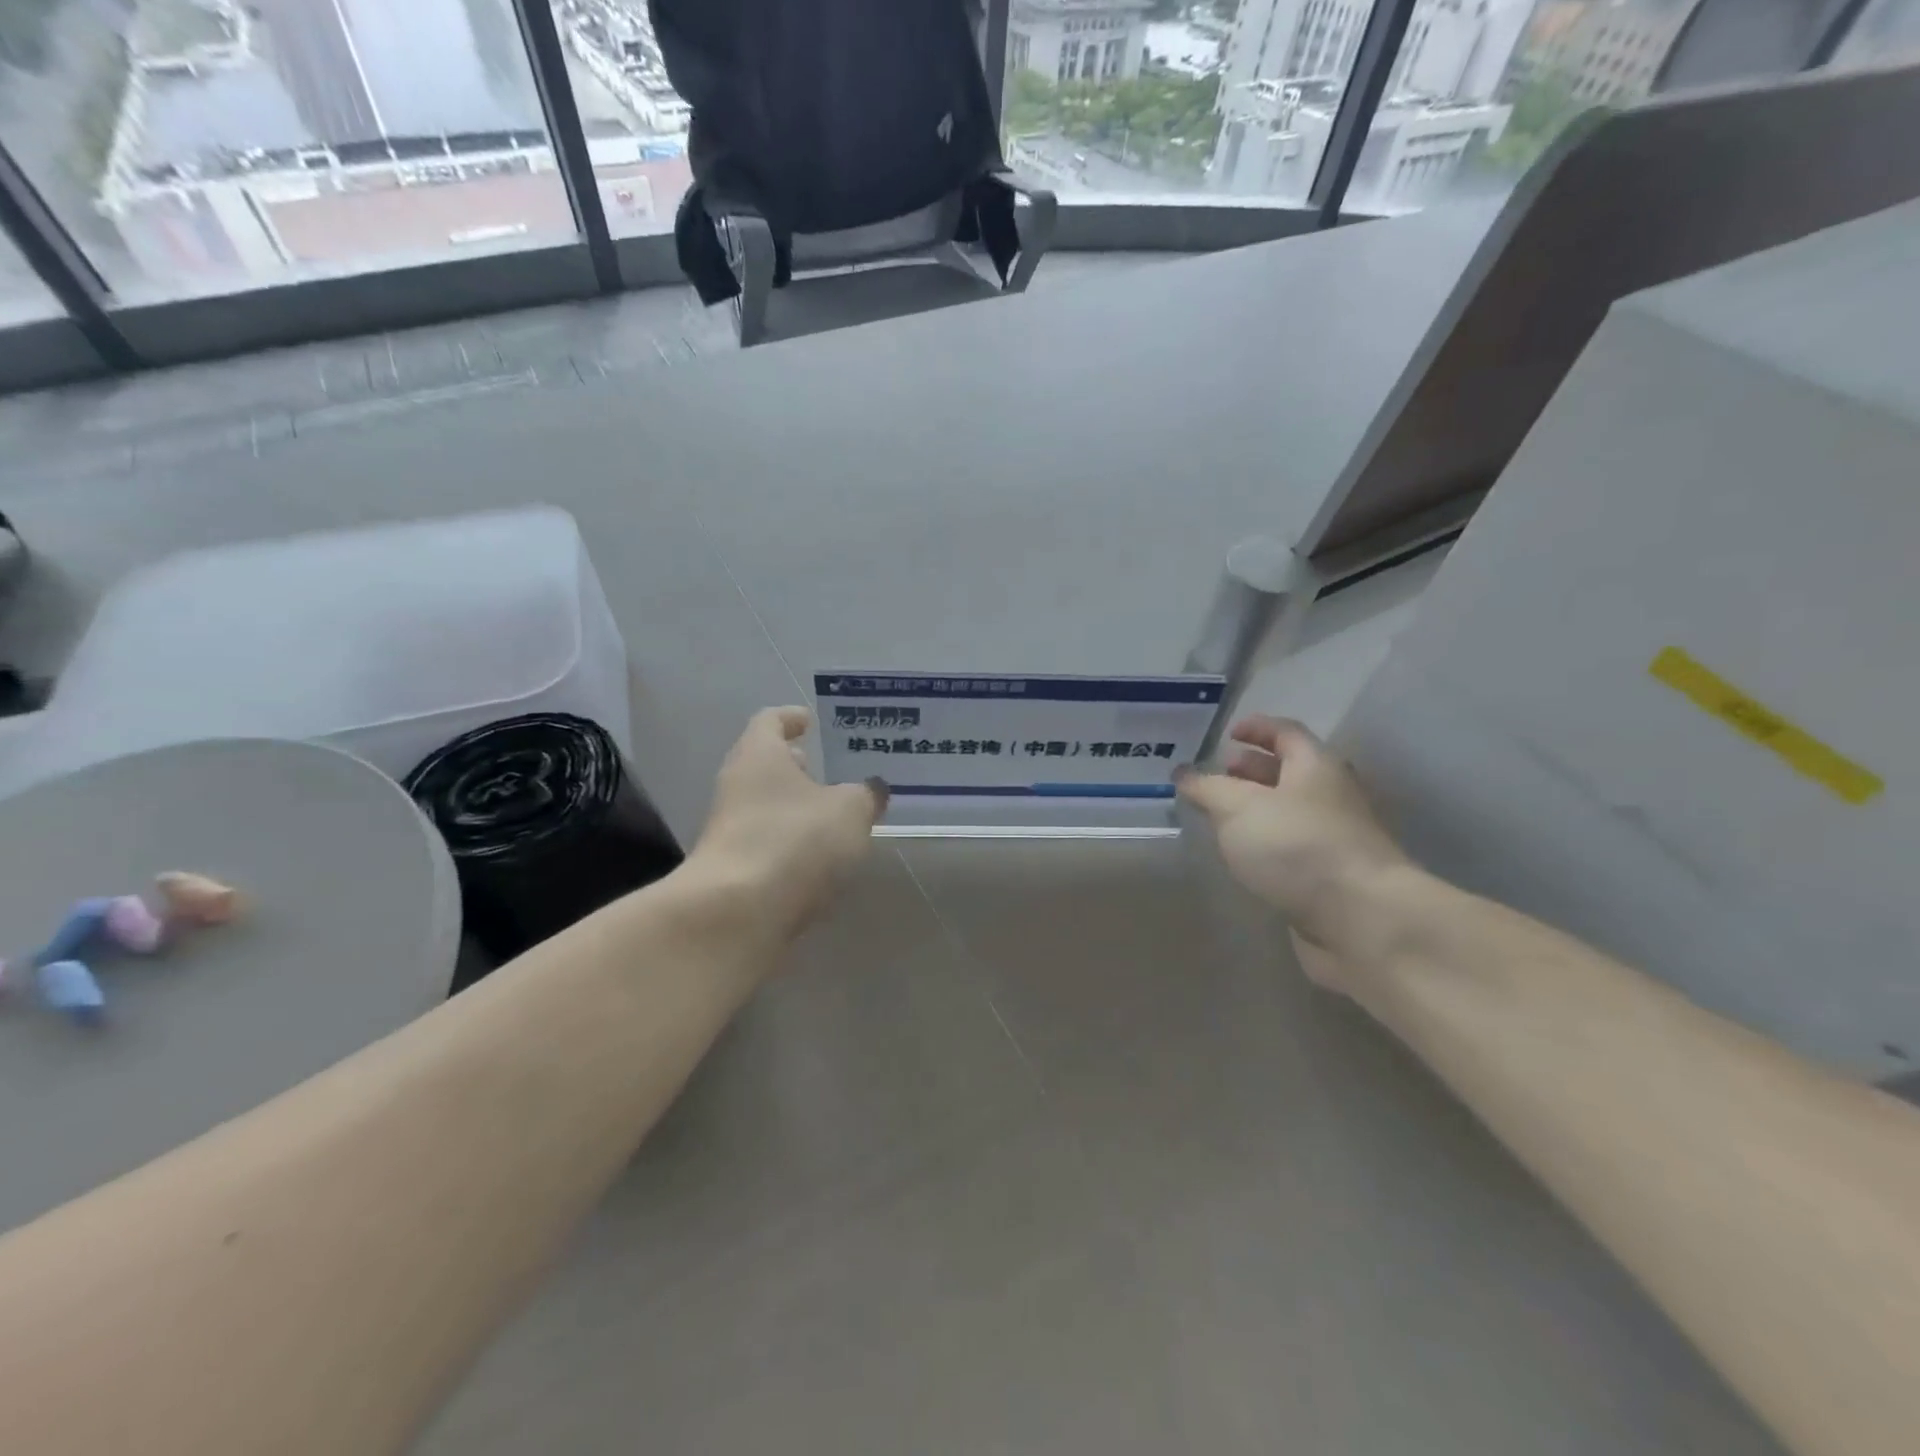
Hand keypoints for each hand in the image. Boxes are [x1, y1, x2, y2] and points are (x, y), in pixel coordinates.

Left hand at [691, 707, 886, 939]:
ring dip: (795, 806)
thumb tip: (873, 788)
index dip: (792, 717)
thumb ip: (866, 795)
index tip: (812, 721)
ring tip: (834, 815)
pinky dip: (790, 840)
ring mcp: (729, 829)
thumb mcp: (850, 810)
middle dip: (797, 766)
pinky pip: (766, 841)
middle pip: (765, 764)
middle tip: (830, 768)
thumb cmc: (795, 840)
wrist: (737, 913)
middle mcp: (737, 785)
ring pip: (766, 804)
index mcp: (760, 755)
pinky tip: (818, 856)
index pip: (771, 720)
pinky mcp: (732, 868)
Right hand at [1177, 716, 1409, 989]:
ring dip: (1256, 810)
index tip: (1228, 733)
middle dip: (1251, 771)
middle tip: (1217, 778)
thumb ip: (1207, 788)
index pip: (1286, 732)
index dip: (1257, 728)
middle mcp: (1331, 796)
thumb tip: (1184, 774)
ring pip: (1289, 812)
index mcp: (1315, 766)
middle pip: (1289, 772)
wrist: (1361, 918)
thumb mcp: (1238, 807)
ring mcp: (1334, 838)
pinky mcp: (1330, 876)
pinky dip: (1266, 843)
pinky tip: (1242, 855)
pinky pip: (1292, 847)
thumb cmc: (1297, 846)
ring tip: (1219, 818)